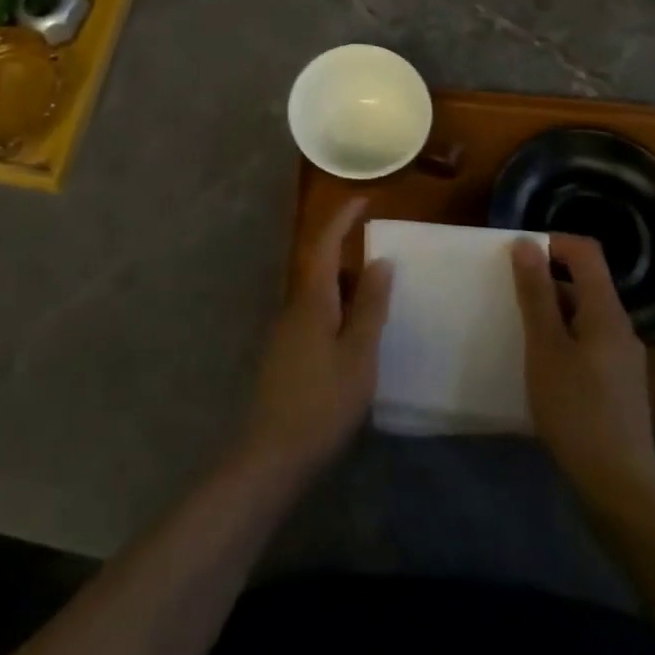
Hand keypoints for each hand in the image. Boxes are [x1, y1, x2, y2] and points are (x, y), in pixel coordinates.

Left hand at [234, 198, 392, 480]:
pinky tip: (351, 340)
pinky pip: (313, 317)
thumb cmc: (322, 402)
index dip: (342, 218)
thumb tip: (381, 260)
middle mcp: (293, 306)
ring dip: (343, 290)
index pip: (325, 243)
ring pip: (317, 295)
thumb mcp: (358, 355)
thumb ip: (370, 306)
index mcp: (312, 299)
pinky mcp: (283, 354)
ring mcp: (285, 331)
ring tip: (374, 305)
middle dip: (348, 258)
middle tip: (382, 265)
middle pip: (320, 267)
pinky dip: (335, 313)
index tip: (363, 200)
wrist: (271, 455)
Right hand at [512, 234, 654, 507]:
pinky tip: (544, 368)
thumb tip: (526, 243)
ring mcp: (624, 357)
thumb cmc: (576, 408)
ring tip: (522, 335)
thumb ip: (535, 293)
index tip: (519, 259)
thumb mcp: (545, 346)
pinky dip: (564, 341)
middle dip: (546, 282)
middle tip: (511, 300)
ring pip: (584, 315)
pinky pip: (589, 342)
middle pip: (584, 283)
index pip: (585, 251)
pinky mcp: (620, 384)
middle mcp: (621, 326)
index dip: (553, 243)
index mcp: (606, 310)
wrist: (619, 485)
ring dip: (553, 314)